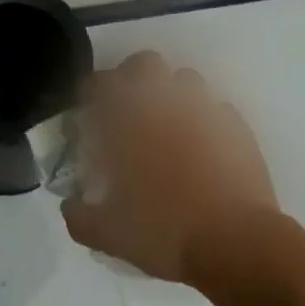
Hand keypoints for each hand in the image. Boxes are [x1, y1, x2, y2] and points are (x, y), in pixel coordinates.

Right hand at [62, 50, 278, 284]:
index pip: (99, 83)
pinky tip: (205, 146)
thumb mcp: (111, 234)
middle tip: (129, 110)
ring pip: (186, 79)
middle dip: (133, 78)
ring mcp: (203, 109)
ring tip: (170, 125)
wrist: (235, 242)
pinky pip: (217, 109)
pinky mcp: (235, 126)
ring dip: (173, 94)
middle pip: (145, 63)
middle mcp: (164, 103)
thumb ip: (81, 217)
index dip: (90, 94)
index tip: (88, 114)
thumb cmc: (165, 231)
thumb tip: (69, 207)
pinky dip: (207, 120)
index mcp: (128, 120)